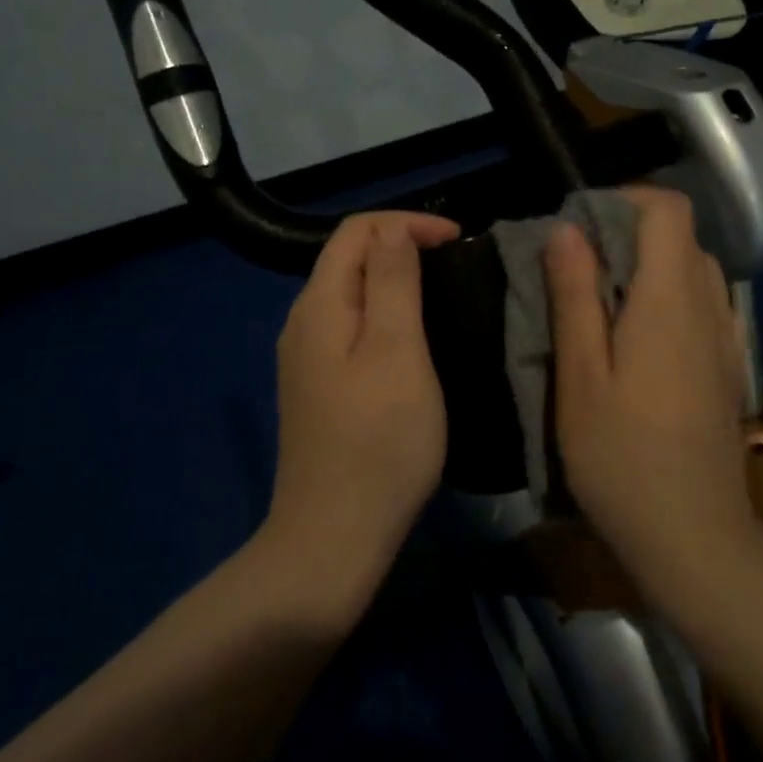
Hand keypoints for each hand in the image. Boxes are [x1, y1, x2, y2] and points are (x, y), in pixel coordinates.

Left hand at [264, 210, 460, 616]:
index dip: (407, 224)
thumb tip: (392, 233)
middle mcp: (303, 323)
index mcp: (319, 306)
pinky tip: (414, 339)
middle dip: (402, 247)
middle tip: (456, 264)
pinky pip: (352, 328)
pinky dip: (386, 315)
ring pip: (352, 294)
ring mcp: (307, 358)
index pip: (356, 232)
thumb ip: (392, 284)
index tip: (458, 241)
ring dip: (395, 281)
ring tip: (443, 294)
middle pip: (349, 259)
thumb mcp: (397, 353)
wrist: (333, 538)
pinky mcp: (319, 387)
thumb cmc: (378, 442)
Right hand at [544, 187, 755, 591]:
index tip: (579, 225)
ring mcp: (724, 337)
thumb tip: (567, 229)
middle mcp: (707, 305)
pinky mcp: (725, 365)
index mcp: (669, 298)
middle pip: (680, 236)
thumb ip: (575, 295)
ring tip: (600, 303)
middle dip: (628, 233)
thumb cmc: (621, 456)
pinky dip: (667, 296)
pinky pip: (701, 303)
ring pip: (692, 269)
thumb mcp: (580, 374)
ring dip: (647, 266)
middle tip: (576, 268)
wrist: (694, 536)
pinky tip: (635, 340)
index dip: (625, 199)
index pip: (668, 208)